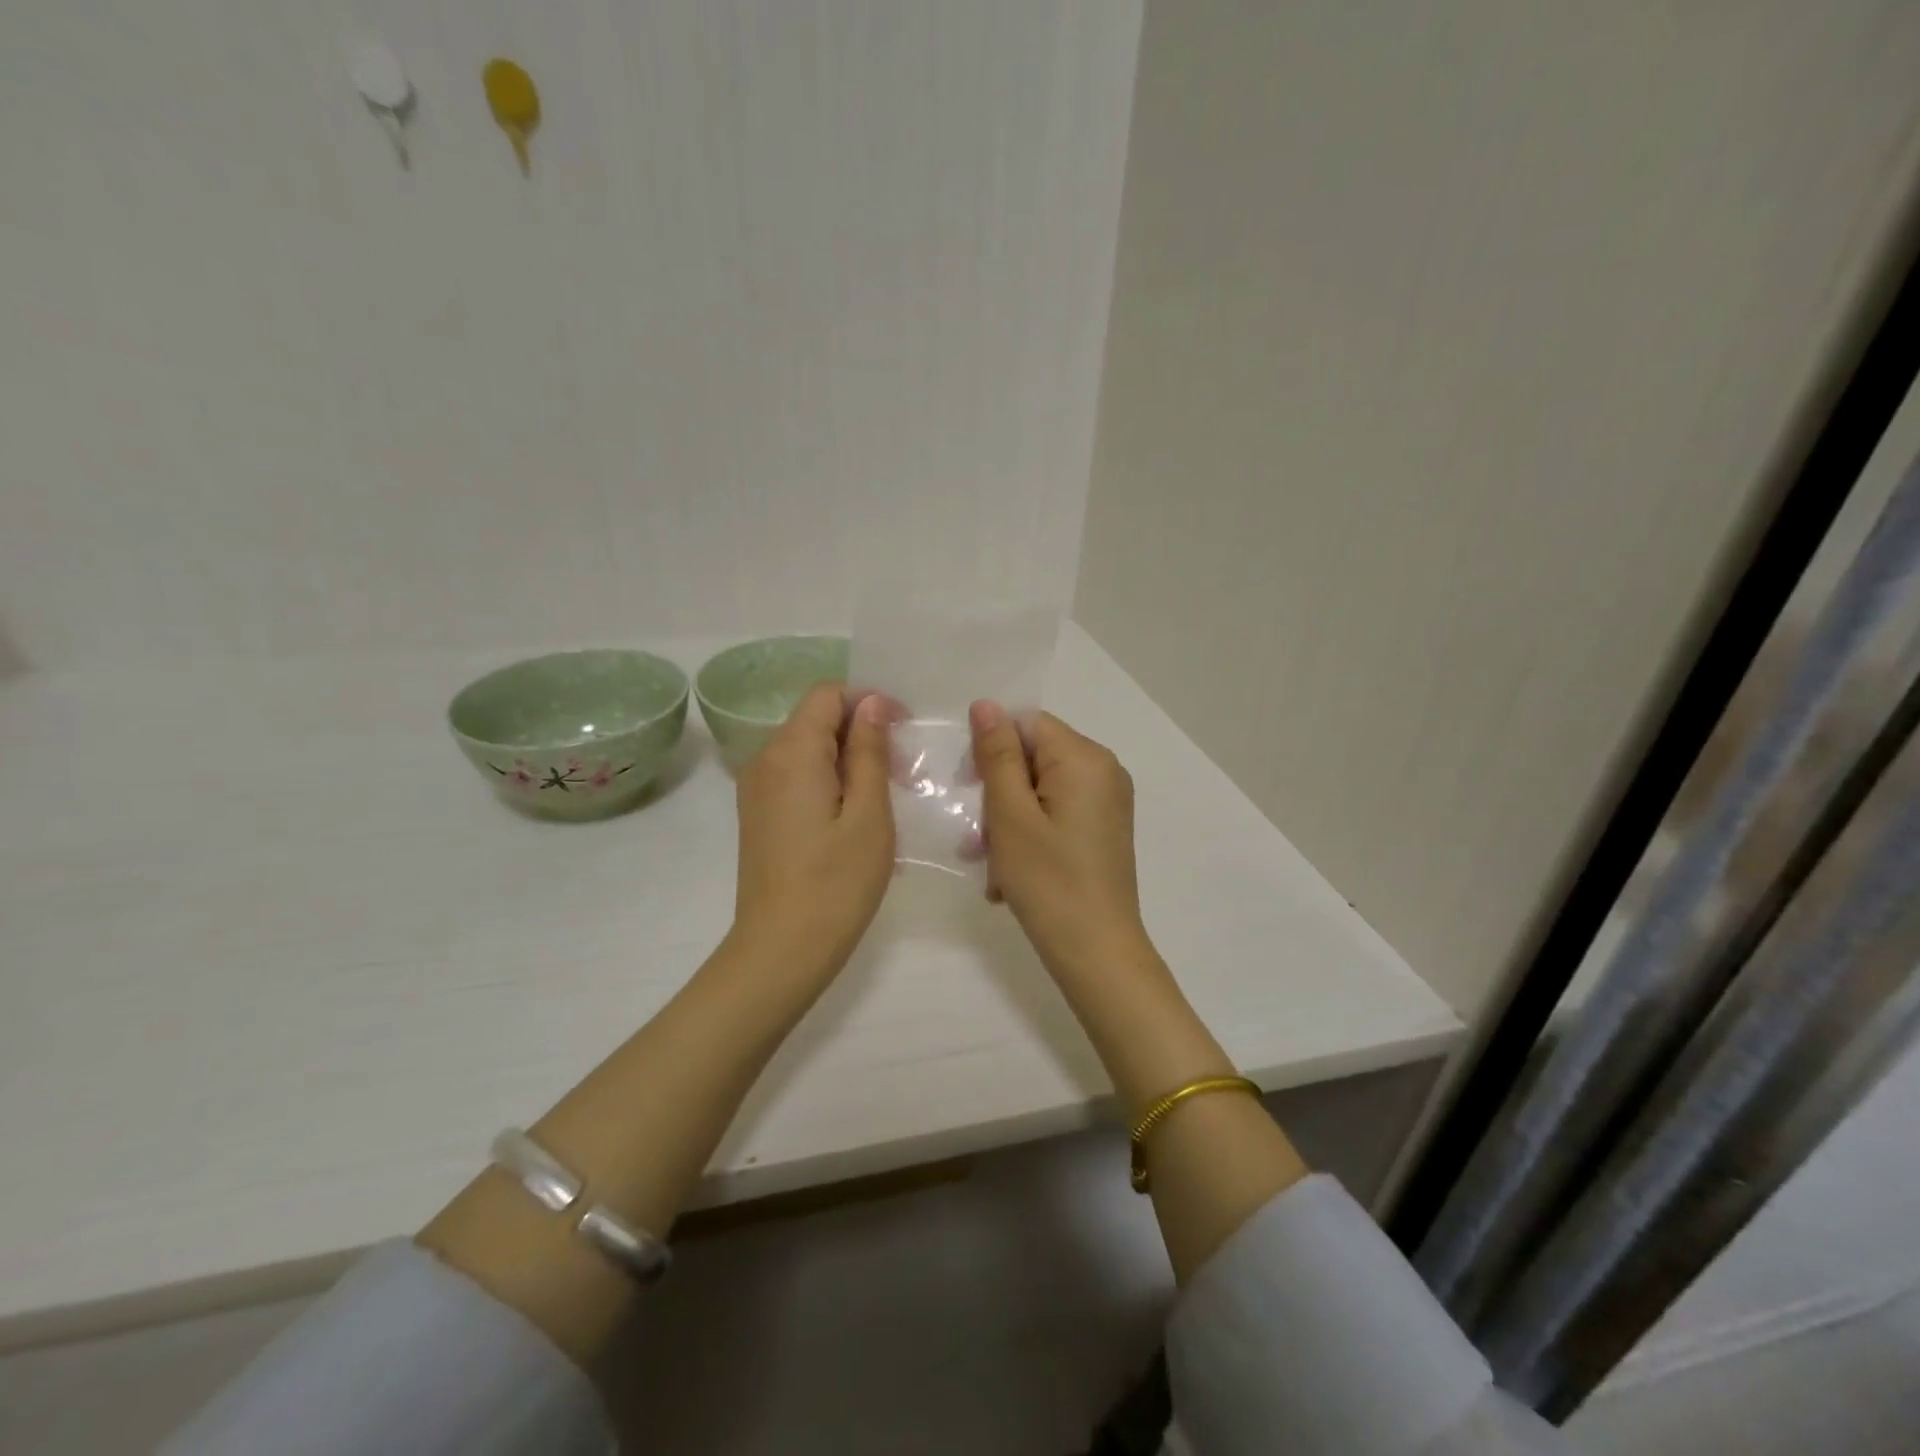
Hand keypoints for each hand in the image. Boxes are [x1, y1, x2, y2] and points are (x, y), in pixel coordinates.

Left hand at [733, 685, 896, 972]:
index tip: (903, 730)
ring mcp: (756, 788)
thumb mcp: (869, 814)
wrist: (781, 949)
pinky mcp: (758, 813)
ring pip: (807, 748)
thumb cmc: (836, 883)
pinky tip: (854, 815)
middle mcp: (765, 759)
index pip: (828, 694)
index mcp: (791, 751)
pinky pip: (796, 775)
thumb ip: (869, 751)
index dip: (868, 701)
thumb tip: (872, 704)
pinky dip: (828, 779)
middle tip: (902, 771)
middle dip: (861, 731)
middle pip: (816, 719)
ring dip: (847, 758)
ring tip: (884, 796)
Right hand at [968, 701, 1148, 978]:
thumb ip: (997, 755)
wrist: (1098, 954)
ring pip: (1039, 790)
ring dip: (1007, 822)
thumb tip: (986, 705)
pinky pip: (1055, 813)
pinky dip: (1029, 836)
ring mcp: (1107, 801)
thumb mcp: (1010, 815)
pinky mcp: (1103, 828)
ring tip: (992, 867)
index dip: (991, 751)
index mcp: (1085, 758)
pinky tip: (1012, 875)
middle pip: (1033, 757)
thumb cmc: (1048, 882)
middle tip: (976, 839)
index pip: (1026, 724)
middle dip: (998, 794)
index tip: (969, 791)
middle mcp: (1104, 770)